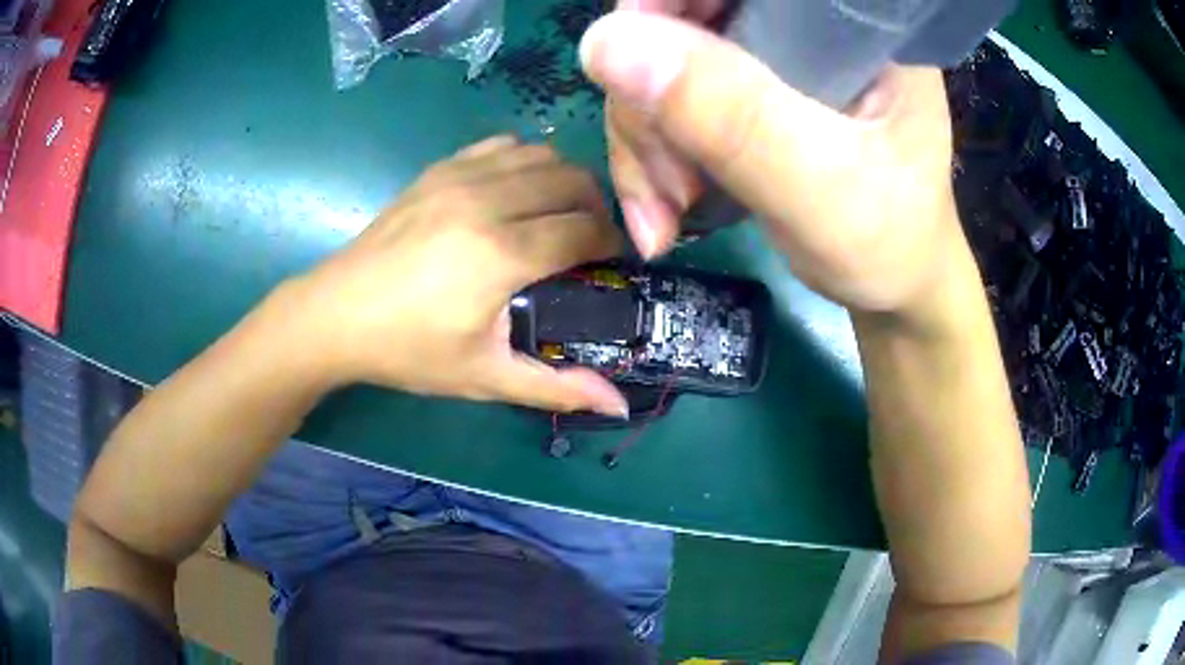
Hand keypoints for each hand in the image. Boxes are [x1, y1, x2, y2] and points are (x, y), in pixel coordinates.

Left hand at [282, 136, 628, 417]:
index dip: (611, 243)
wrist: (336, 315)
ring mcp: (459, 178)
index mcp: (501, 254)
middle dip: (596, 207)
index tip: (614, 261)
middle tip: (592, 239)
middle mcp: (486, 202)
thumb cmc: (408, 351)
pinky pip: (501, 146)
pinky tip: (517, 192)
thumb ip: (556, 386)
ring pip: (541, 155)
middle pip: (571, 181)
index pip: (584, 230)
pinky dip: (525, 161)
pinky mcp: (438, 169)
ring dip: (564, 180)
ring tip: (560, 213)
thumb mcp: (484, 377)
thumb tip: (621, 403)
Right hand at [581, 5, 964, 316]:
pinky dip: (650, 152)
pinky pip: (664, 98)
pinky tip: (663, 206)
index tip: (629, 66)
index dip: (667, 2)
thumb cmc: (887, 242)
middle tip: (665, 182)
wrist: (890, 284)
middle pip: (682, 15)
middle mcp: (804, 24)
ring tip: (666, 211)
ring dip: (643, 138)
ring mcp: (770, 56)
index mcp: (846, 21)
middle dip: (648, 97)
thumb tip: (606, 44)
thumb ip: (734, 118)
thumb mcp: (821, 189)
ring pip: (660, 59)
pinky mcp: (746, 90)